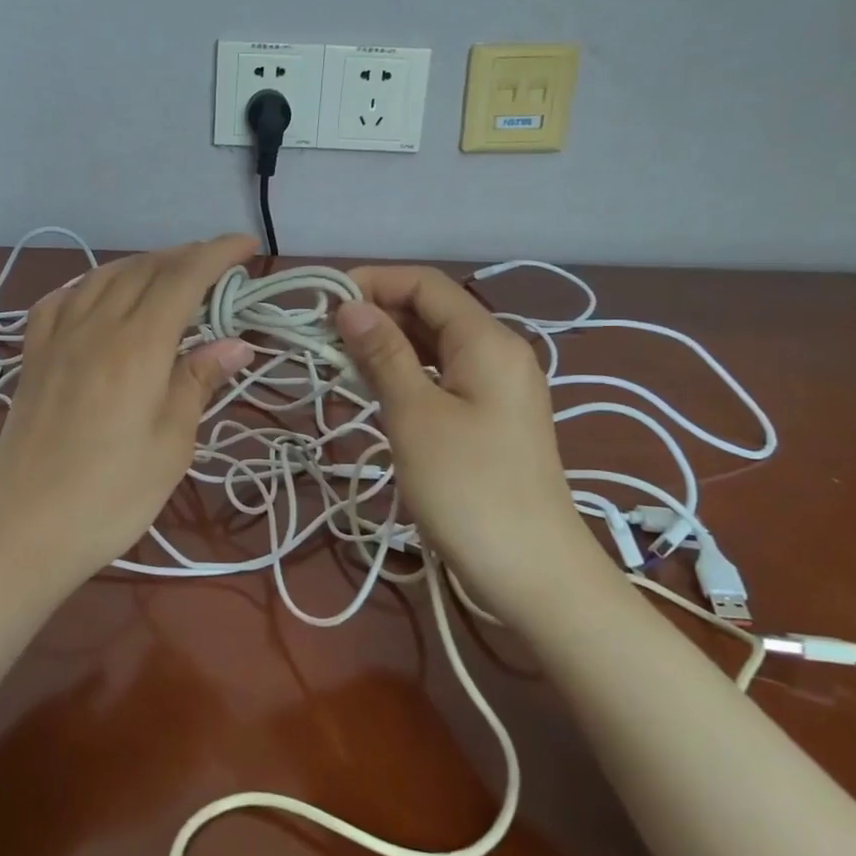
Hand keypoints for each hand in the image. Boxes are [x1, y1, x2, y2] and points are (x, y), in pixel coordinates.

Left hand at [0, 235, 257, 588]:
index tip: (247, 246)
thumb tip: (236, 344)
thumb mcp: (171, 444)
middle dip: (185, 256)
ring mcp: (57, 338)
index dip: (217, 254)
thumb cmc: (112, 496)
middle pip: (144, 269)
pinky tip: (98, 294)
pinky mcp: (33, 357)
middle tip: (217, 264)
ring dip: (142, 264)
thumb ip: (198, 382)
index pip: (183, 278)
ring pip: (103, 276)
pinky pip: (61, 300)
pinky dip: (89, 284)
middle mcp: (95, 326)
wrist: (25, 530)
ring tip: (169, 273)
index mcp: (137, 345)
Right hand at [333, 266, 586, 586]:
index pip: (426, 284)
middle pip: (432, 310)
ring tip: (337, 359)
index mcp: (487, 340)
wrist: (533, 572)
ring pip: (434, 345)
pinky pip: (442, 376)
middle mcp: (498, 351)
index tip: (323, 302)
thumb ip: (383, 354)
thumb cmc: (468, 488)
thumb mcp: (415, 415)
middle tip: (322, 335)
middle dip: (376, 313)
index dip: (373, 282)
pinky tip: (372, 387)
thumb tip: (351, 306)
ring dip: (387, 344)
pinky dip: (405, 373)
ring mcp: (497, 386)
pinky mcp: (490, 417)